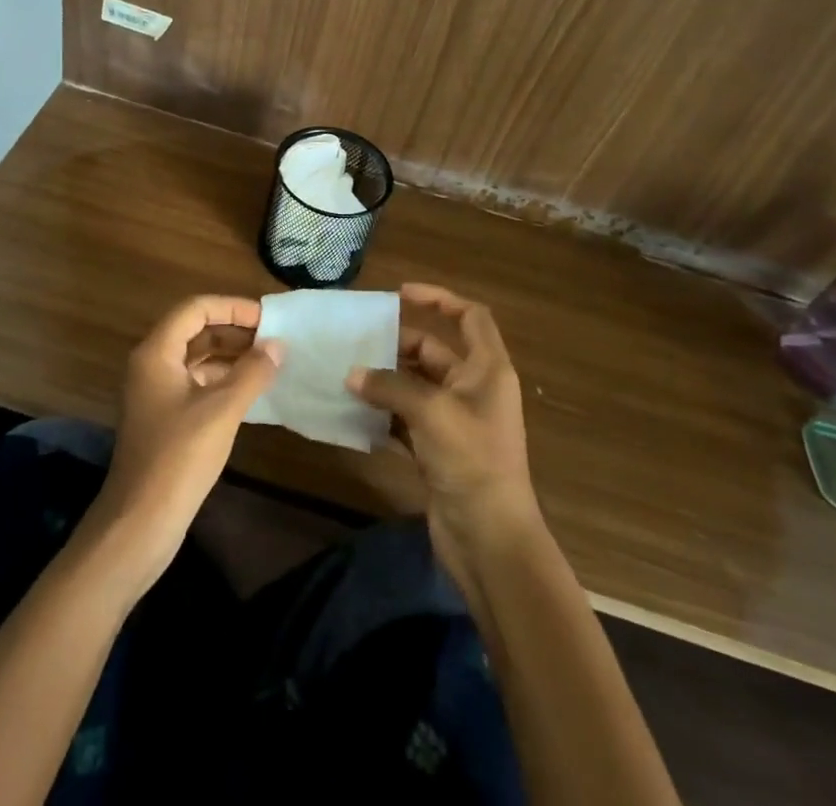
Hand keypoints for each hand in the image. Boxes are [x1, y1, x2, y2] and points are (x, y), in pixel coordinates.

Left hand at [97, 295, 283, 577]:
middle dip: (234, 330)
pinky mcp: (163, 418)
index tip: (267, 318)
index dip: (232, 307)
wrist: (138, 524)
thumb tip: (278, 346)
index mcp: (157, 352)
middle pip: (195, 331)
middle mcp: (151, 364)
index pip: (195, 309)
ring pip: (196, 359)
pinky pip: (195, 384)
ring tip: (269, 362)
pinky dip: (222, 381)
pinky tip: (251, 392)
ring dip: (231, 356)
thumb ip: (252, 373)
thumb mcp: (222, 410)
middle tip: (273, 339)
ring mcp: (155, 393)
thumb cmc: (178, 458)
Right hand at [347, 283, 542, 583]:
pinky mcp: (438, 450)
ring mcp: (455, 421)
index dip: (439, 299)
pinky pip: (406, 418)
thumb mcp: (431, 412)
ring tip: (345, 372)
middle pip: (434, 351)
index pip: (470, 317)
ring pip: (415, 386)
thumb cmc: (471, 461)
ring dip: (385, 380)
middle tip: (356, 341)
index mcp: (487, 369)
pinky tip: (353, 411)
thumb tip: (352, 374)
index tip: (400, 294)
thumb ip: (389, 386)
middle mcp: (473, 389)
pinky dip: (383, 413)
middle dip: (397, 345)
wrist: (490, 541)